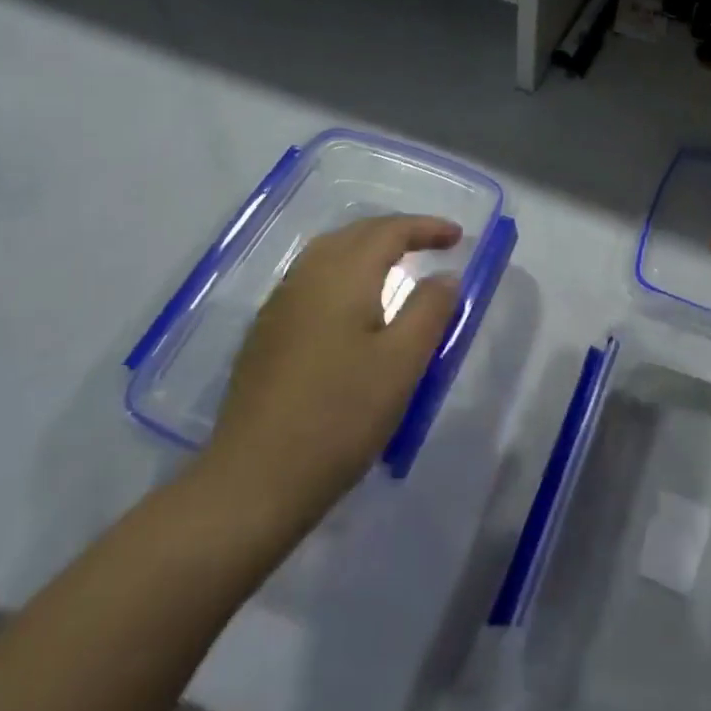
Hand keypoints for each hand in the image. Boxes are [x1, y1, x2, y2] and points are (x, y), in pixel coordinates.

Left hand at [198, 214, 462, 533]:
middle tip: (432, 245)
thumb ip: (429, 311)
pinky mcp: (265, 336)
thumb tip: (445, 277)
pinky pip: (312, 281)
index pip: (388, 231)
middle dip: (396, 232)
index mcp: (342, 278)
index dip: (426, 227)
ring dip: (367, 250)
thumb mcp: (402, 364)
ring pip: (328, 255)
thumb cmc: (339, 418)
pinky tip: (354, 306)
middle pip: (354, 234)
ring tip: (398, 266)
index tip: (458, 237)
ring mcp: (279, 307)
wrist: (253, 482)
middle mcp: (306, 279)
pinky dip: (344, 273)